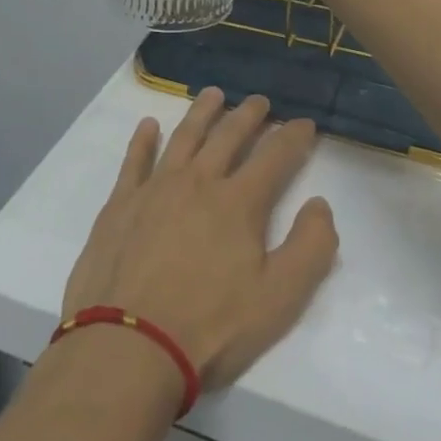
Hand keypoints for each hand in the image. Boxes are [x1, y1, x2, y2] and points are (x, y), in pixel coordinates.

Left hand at [61, 89, 338, 394]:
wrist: (129, 346)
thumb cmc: (210, 327)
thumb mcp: (279, 299)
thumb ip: (310, 248)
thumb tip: (320, 204)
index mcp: (239, 203)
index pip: (275, 156)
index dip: (293, 137)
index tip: (305, 123)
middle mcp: (199, 182)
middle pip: (228, 137)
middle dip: (249, 116)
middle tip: (260, 100)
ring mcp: (155, 189)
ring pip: (184, 137)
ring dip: (202, 113)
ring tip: (214, 94)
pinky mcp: (121, 204)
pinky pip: (134, 160)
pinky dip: (143, 140)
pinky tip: (148, 125)